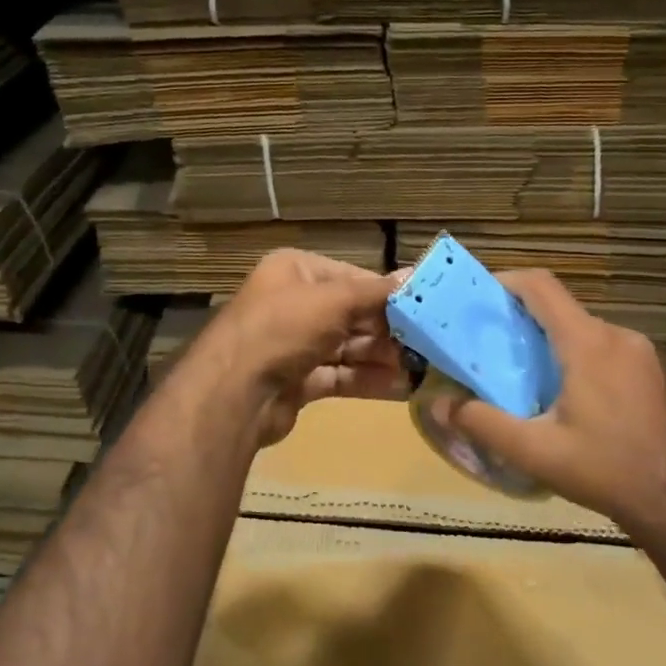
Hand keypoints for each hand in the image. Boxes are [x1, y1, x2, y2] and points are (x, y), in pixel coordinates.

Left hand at [195, 249, 406, 446]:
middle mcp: (293, 304)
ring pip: (349, 348)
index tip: (424, 309)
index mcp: (295, 271)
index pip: (352, 278)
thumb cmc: (283, 329)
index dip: (387, 294)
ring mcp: (294, 344)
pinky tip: (403, 388)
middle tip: (430, 344)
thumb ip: (376, 293)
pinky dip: (369, 380)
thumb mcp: (334, 301)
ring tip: (425, 368)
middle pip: (352, 315)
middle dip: (390, 331)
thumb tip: (415, 276)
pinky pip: (340, 376)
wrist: (234, 393)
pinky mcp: (298, 381)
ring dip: (384, 358)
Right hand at [428, 269, 665, 532]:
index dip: (505, 281)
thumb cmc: (606, 469)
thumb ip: (483, 424)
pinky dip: (571, 354)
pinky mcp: (648, 371)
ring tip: (516, 371)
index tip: (475, 297)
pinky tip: (558, 392)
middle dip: (519, 317)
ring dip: (546, 339)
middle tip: (485, 343)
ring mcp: (638, 353)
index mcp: (588, 343)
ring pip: (581, 329)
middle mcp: (616, 336)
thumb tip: (438, 404)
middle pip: (559, 308)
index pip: (541, 287)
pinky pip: (600, 347)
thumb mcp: (535, 452)